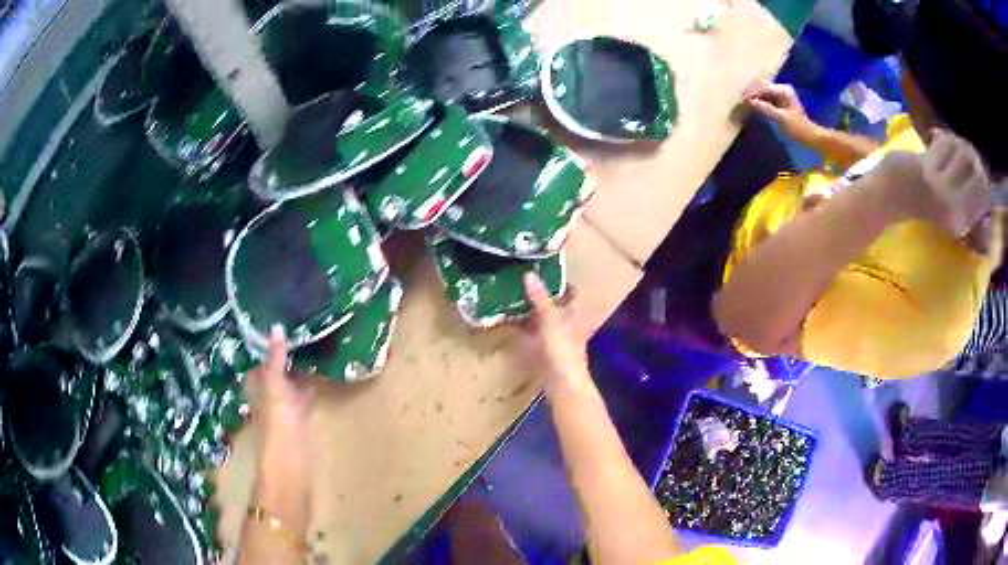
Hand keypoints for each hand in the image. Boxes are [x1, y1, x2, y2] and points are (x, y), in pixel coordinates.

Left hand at [247, 325, 313, 439]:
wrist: (289, 457)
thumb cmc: (276, 417)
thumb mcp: (274, 381)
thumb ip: (275, 357)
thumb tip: (277, 326)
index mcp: (257, 389)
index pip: (258, 368)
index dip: (265, 354)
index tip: (279, 336)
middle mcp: (266, 400)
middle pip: (272, 380)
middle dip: (281, 366)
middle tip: (296, 345)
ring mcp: (282, 414)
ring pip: (288, 392)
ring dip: (295, 380)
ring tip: (309, 362)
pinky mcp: (298, 426)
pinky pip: (301, 404)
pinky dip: (307, 396)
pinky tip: (316, 388)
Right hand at [523, 272, 588, 392]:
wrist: (565, 385)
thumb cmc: (563, 350)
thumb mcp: (551, 320)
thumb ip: (541, 299)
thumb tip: (529, 274)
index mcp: (575, 314)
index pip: (572, 292)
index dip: (562, 281)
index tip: (545, 269)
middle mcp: (570, 324)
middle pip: (558, 305)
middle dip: (543, 295)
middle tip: (522, 281)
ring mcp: (560, 339)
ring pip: (546, 319)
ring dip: (533, 311)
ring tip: (514, 298)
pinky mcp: (549, 352)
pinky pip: (537, 334)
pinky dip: (528, 328)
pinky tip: (514, 324)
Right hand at [744, 80, 817, 143]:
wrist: (810, 139)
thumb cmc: (798, 129)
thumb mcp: (781, 119)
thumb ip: (765, 108)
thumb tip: (749, 102)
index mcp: (783, 90)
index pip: (762, 87)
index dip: (751, 93)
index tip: (741, 102)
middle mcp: (781, 89)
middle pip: (761, 86)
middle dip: (751, 92)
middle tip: (741, 102)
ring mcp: (780, 95)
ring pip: (762, 91)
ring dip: (753, 96)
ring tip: (744, 104)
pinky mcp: (779, 103)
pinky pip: (765, 98)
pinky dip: (758, 101)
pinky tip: (752, 106)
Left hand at [878, 129, 992, 236]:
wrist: (888, 196)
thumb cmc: (921, 197)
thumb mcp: (950, 202)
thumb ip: (967, 191)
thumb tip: (982, 170)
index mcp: (962, 221)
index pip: (984, 191)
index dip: (980, 169)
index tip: (971, 159)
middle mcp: (956, 211)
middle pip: (976, 168)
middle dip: (969, 151)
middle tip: (957, 145)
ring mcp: (942, 192)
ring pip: (961, 151)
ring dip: (953, 140)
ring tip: (945, 141)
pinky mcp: (928, 172)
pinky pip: (945, 143)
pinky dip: (941, 135)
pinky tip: (934, 136)